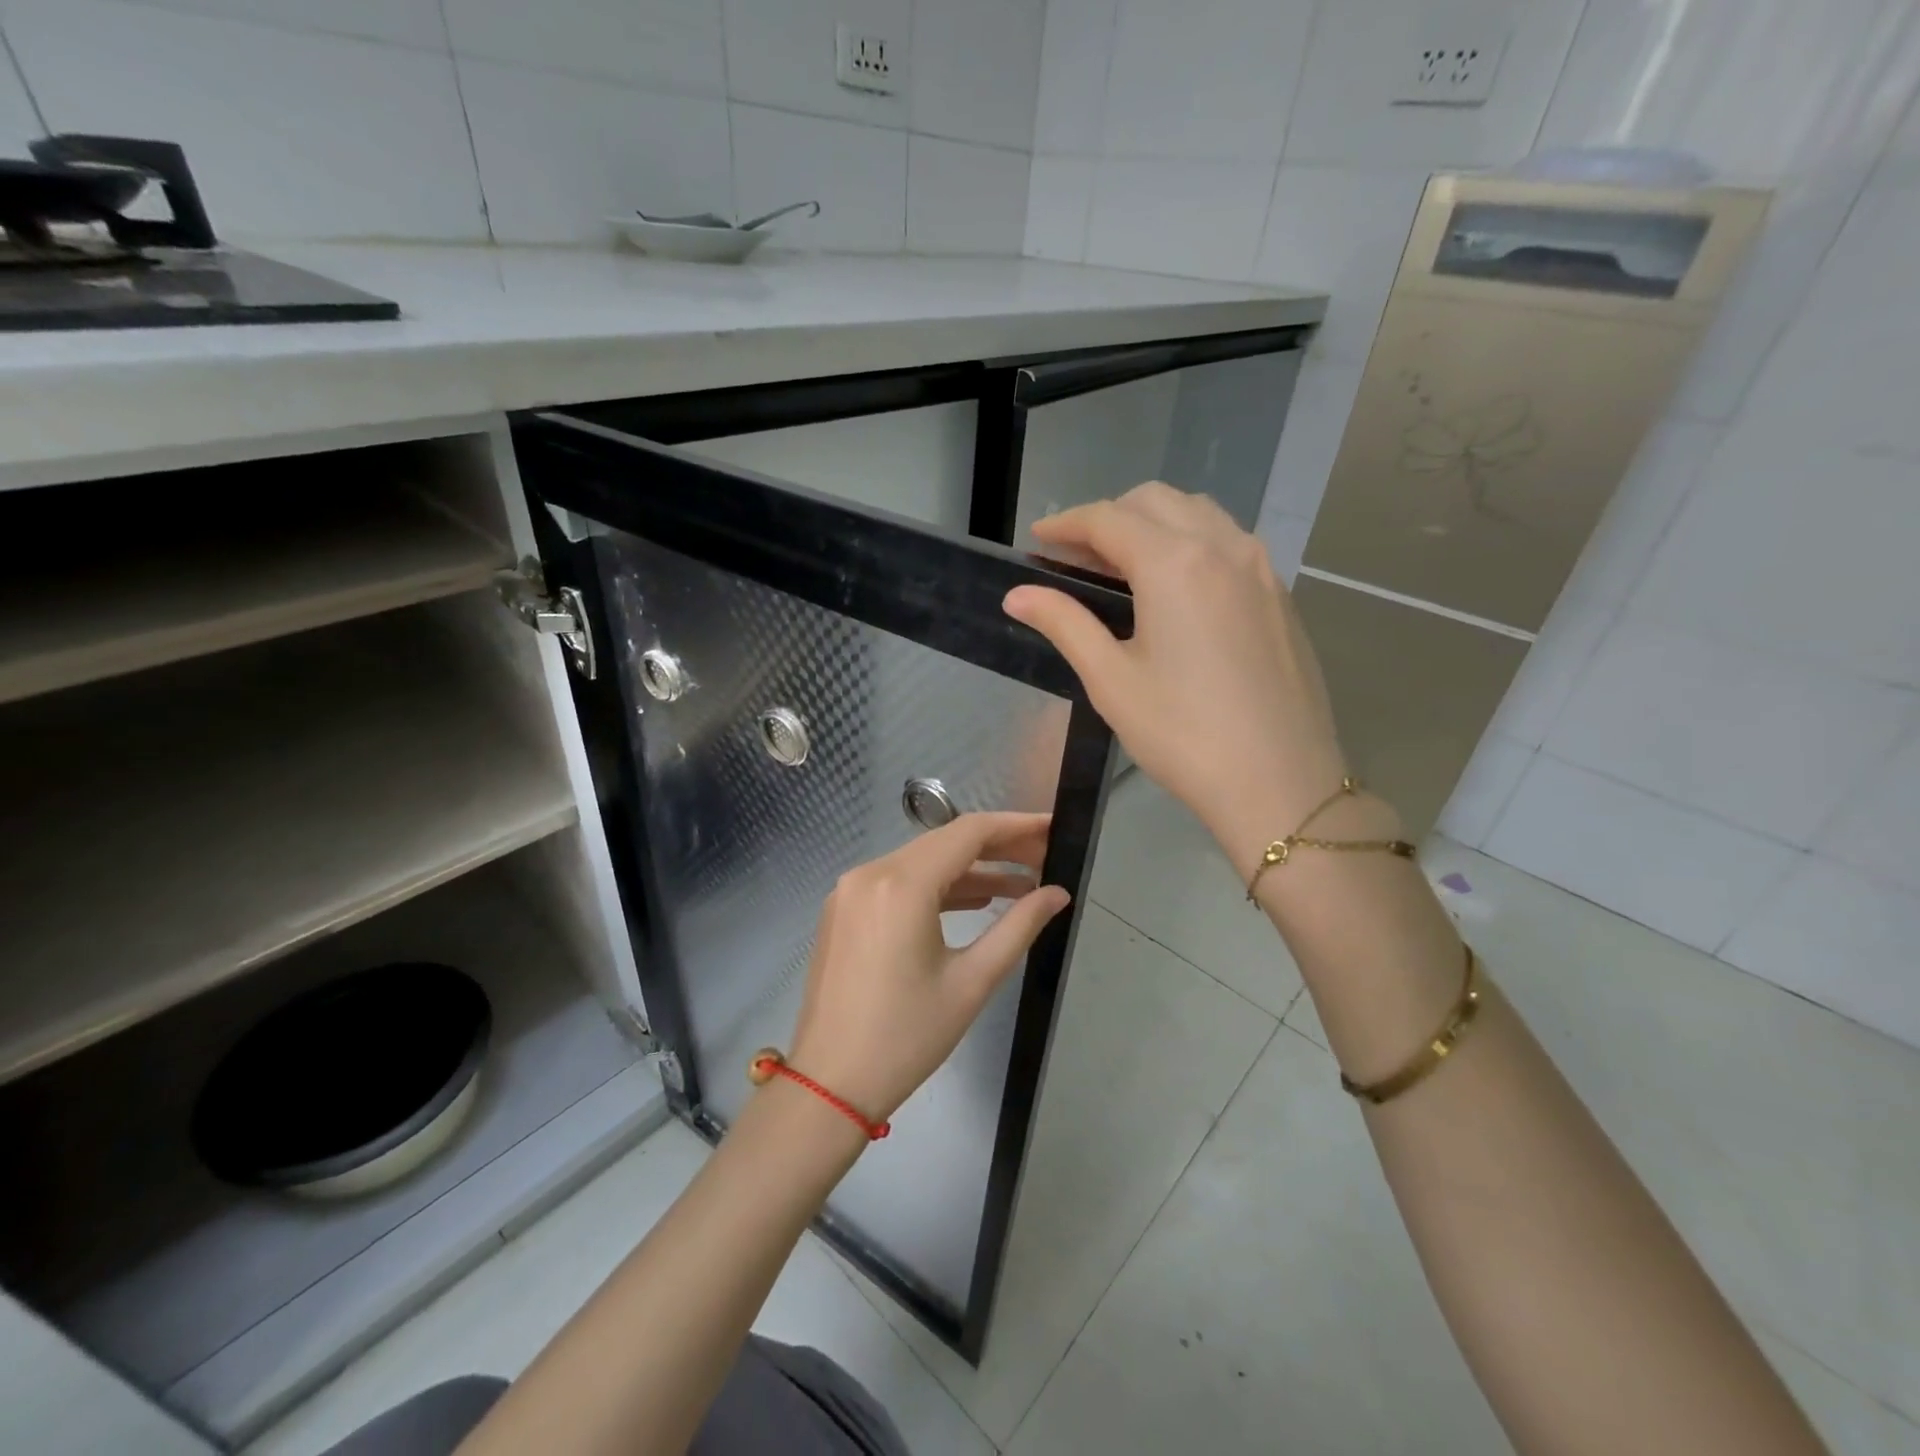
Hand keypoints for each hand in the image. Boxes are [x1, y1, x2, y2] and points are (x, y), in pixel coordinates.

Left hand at [786, 813, 1070, 1122]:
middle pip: (944, 842)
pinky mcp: (843, 909)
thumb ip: (1019, 927)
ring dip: (970, 870)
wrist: (829, 1084)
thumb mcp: (972, 981)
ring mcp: (851, 890)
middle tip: (1044, 858)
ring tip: (1021, 885)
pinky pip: (899, 882)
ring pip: (922, 862)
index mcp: (901, 884)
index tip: (1053, 828)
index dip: (1016, 826)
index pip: (968, 832)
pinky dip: (937, 887)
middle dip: (997, 847)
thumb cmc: (906, 1037)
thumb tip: (1058, 894)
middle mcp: (870, 872)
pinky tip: (975, 902)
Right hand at [1003, 484, 1353, 866]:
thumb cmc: (1183, 734)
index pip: (1108, 519)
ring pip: (1198, 515)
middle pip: (1155, 502)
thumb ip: (1064, 624)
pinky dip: (1190, 543)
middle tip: (1075, 557)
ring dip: (1152, 523)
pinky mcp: (1280, 595)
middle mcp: (1223, 546)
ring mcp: (1260, 568)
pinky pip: (1229, 543)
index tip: (1038, 540)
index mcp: (1174, 563)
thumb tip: (1018, 595)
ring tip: (1122, 567)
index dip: (1066, 524)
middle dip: (1109, 517)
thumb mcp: (1111, 680)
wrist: (1281, 782)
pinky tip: (1175, 589)